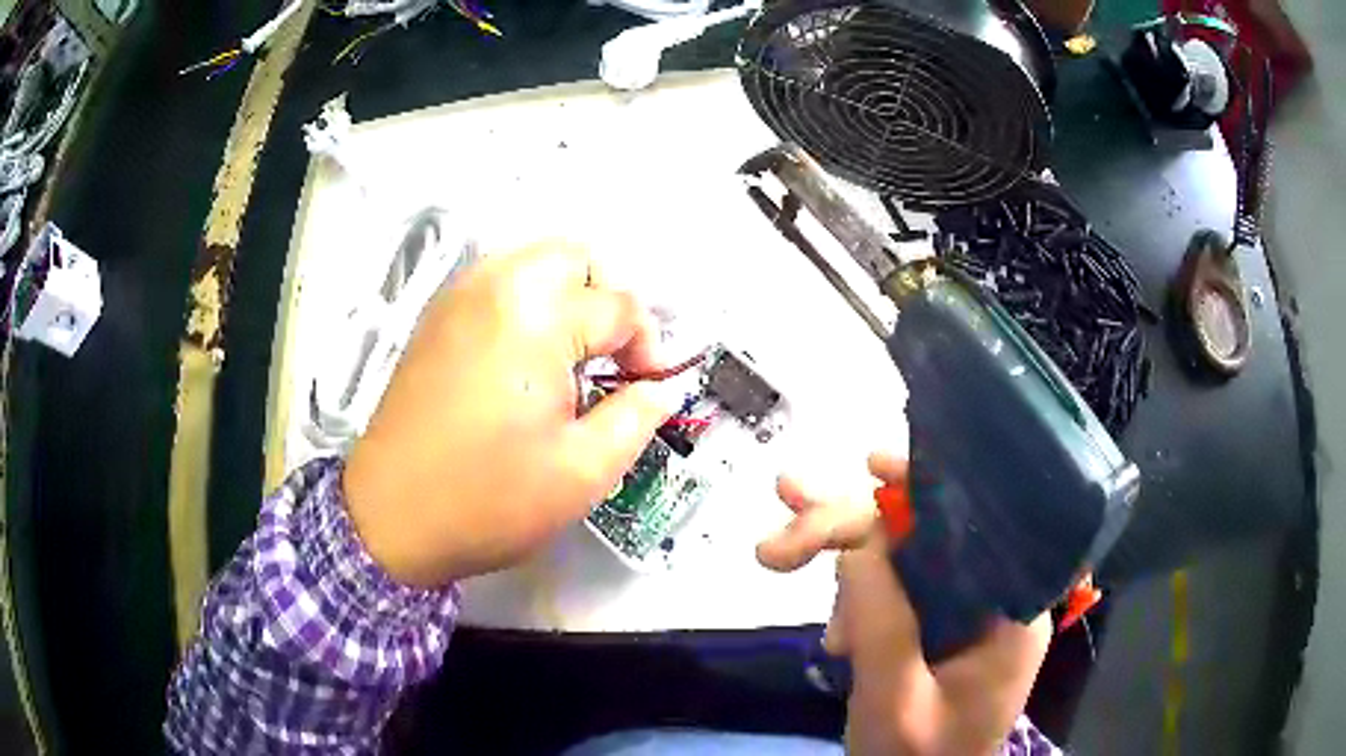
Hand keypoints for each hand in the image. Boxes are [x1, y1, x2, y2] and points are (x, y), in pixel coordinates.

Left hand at [344, 241, 680, 586]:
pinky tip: (525, 361)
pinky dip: (527, 305)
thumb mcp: (583, 472)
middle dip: (607, 299)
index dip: (648, 346)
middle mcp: (495, 286)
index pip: (620, 306)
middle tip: (611, 359)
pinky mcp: (436, 319)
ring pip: (533, 264)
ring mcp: (458, 298)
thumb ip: (637, 418)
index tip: (647, 389)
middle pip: (575, 258)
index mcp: (536, 317)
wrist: (390, 518)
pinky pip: (497, 284)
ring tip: (571, 359)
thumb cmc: (489, 498)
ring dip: (567, 298)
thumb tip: (660, 389)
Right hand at [758, 454, 1051, 755]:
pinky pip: (896, 592)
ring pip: (906, 558)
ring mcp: (964, 615)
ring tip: (778, 553)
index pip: (976, 523)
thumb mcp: (895, 700)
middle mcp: (994, 599)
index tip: (870, 465)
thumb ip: (881, 622)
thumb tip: (854, 539)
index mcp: (1009, 611)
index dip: (927, 484)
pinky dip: (855, 598)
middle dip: (855, 522)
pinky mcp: (937, 629)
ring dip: (846, 560)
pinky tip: (833, 630)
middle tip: (784, 509)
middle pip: (930, 534)